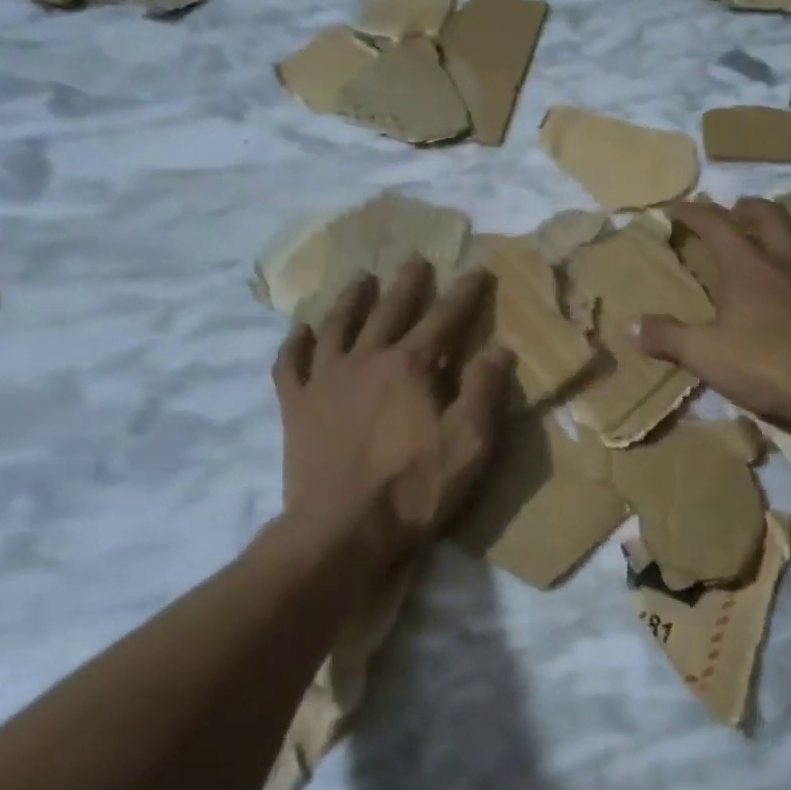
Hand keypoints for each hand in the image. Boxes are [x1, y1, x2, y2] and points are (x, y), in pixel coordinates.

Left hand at [273, 258, 511, 572]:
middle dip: (406, 284)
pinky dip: (294, 344)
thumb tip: (500, 349)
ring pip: (336, 327)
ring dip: (350, 300)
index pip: (444, 319)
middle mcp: (365, 361)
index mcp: (409, 367)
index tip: (478, 269)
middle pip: (388, 311)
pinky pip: (290, 366)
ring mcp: (325, 381)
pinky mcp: (296, 408)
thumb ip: (484, 393)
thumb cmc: (413, 488)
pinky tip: (299, 330)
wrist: (341, 531)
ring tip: (360, 278)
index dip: (464, 293)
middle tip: (413, 258)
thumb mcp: (469, 444)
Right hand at [631, 198, 790, 435]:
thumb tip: (630, 326)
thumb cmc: (763, 366)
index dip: (695, 213)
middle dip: (751, 208)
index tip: (677, 208)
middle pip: (771, 219)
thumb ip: (667, 337)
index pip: (716, 227)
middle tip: (739, 209)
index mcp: (747, 268)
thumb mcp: (704, 354)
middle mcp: (786, 263)